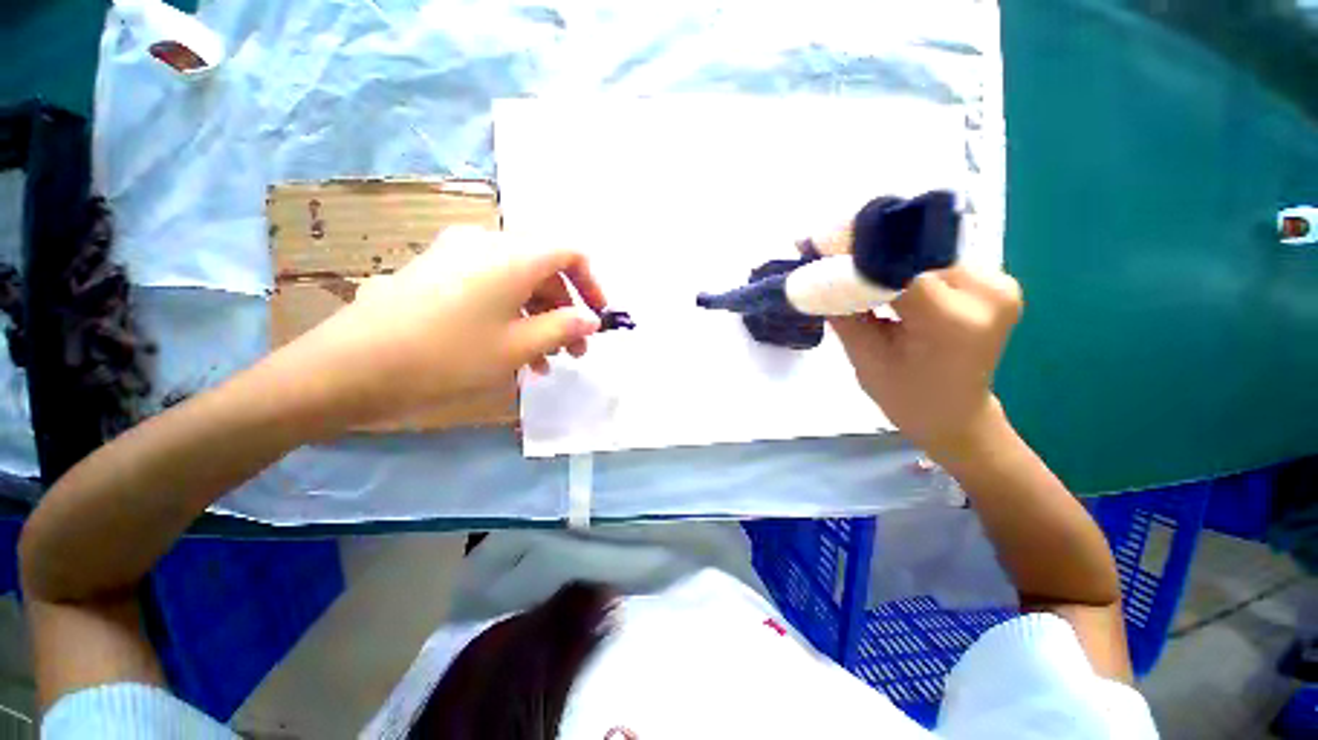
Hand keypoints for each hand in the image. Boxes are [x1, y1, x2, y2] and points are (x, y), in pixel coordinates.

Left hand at [289, 226, 606, 426]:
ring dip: (541, 320)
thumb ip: (564, 328)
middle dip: (567, 311)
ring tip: (547, 361)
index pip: (571, 253)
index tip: (598, 317)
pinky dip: (512, 316)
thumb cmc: (449, 354)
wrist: (352, 366)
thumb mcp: (519, 346)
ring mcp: (459, 256)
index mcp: (513, 256)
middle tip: (575, 351)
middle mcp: (489, 244)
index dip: (592, 284)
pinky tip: (514, 351)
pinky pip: (492, 288)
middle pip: (545, 270)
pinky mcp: (439, 272)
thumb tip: (591, 320)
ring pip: (519, 283)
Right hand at [830, 265, 1021, 457]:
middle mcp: (986, 293)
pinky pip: (939, 260)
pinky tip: (883, 272)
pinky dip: (907, 263)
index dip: (853, 250)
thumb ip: (842, 311)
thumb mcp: (863, 357)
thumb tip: (814, 273)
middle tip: (826, 248)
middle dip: (867, 248)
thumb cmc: (905, 397)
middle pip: (913, 252)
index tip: (816, 243)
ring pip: (926, 250)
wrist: (955, 414)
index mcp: (949, 321)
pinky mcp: (996, 282)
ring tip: (850, 260)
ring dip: (887, 253)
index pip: (896, 265)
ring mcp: (998, 284)